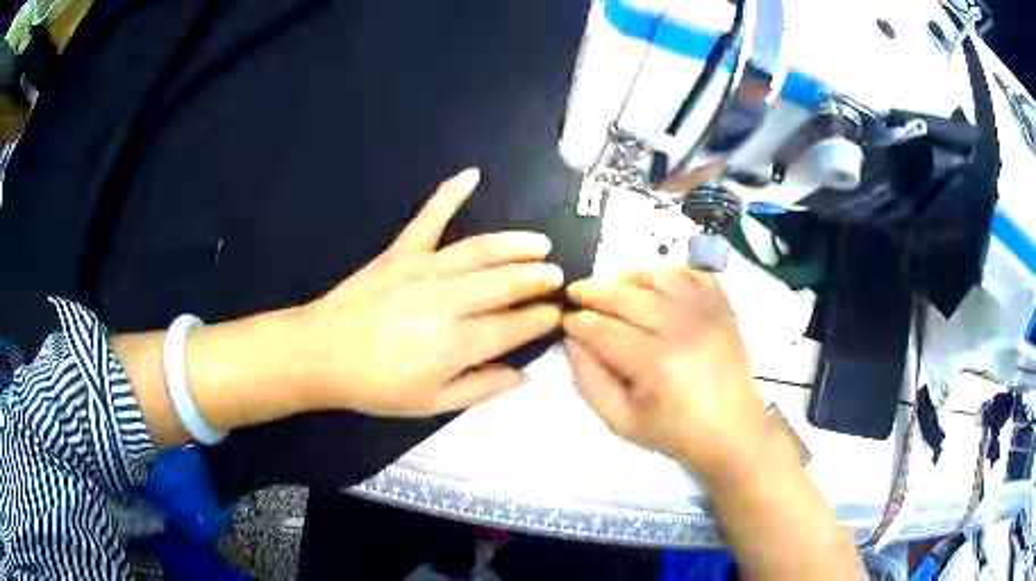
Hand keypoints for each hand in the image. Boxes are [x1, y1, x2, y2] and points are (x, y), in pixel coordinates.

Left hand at [296, 168, 562, 416]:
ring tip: (539, 243)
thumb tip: (524, 375)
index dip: (540, 319)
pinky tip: (471, 175)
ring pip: (481, 251)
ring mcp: (425, 270)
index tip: (557, 313)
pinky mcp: (402, 251)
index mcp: (458, 343)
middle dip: (537, 278)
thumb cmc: (376, 385)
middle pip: (505, 283)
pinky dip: (450, 193)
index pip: (514, 326)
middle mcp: (449, 301)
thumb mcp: (432, 403)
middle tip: (558, 275)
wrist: (322, 354)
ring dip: (515, 245)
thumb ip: (481, 388)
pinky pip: (430, 217)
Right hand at [563, 267, 769, 483]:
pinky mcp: (723, 306)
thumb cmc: (675, 433)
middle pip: (626, 296)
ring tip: (610, 286)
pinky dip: (666, 272)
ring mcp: (707, 311)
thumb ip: (589, 380)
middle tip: (575, 294)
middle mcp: (683, 328)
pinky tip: (651, 285)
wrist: (734, 431)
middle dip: (592, 292)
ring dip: (626, 276)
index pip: (603, 329)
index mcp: (656, 364)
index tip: (562, 319)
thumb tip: (571, 340)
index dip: (576, 321)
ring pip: (657, 275)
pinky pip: (690, 273)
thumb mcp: (621, 421)